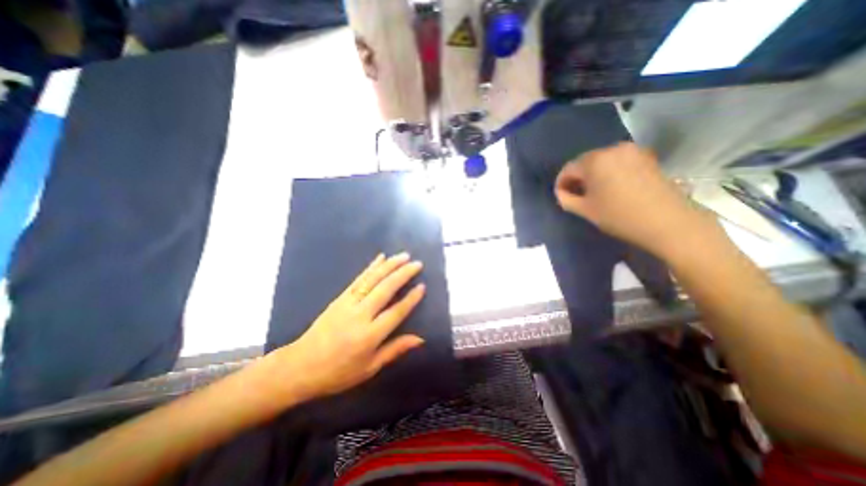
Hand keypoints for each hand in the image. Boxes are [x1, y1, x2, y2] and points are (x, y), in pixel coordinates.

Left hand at [263, 251, 424, 402]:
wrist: (300, 366)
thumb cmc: (338, 373)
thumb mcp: (369, 368)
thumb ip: (395, 350)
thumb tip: (420, 339)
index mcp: (369, 336)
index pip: (396, 312)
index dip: (411, 299)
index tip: (422, 286)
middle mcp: (360, 315)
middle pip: (385, 289)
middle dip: (403, 274)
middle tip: (417, 263)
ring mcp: (348, 303)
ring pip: (372, 279)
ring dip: (389, 265)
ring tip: (404, 256)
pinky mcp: (339, 298)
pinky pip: (358, 279)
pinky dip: (371, 267)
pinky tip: (380, 258)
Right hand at [554, 142, 708, 256]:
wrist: (668, 221)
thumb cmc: (619, 216)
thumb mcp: (585, 210)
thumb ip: (566, 199)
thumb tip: (561, 192)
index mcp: (594, 161)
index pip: (568, 168)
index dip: (561, 183)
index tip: (561, 196)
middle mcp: (612, 149)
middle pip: (585, 162)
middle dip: (577, 177)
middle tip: (576, 195)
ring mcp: (632, 151)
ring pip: (602, 161)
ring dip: (593, 174)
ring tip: (594, 192)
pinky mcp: (646, 157)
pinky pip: (618, 161)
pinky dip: (609, 172)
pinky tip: (611, 187)